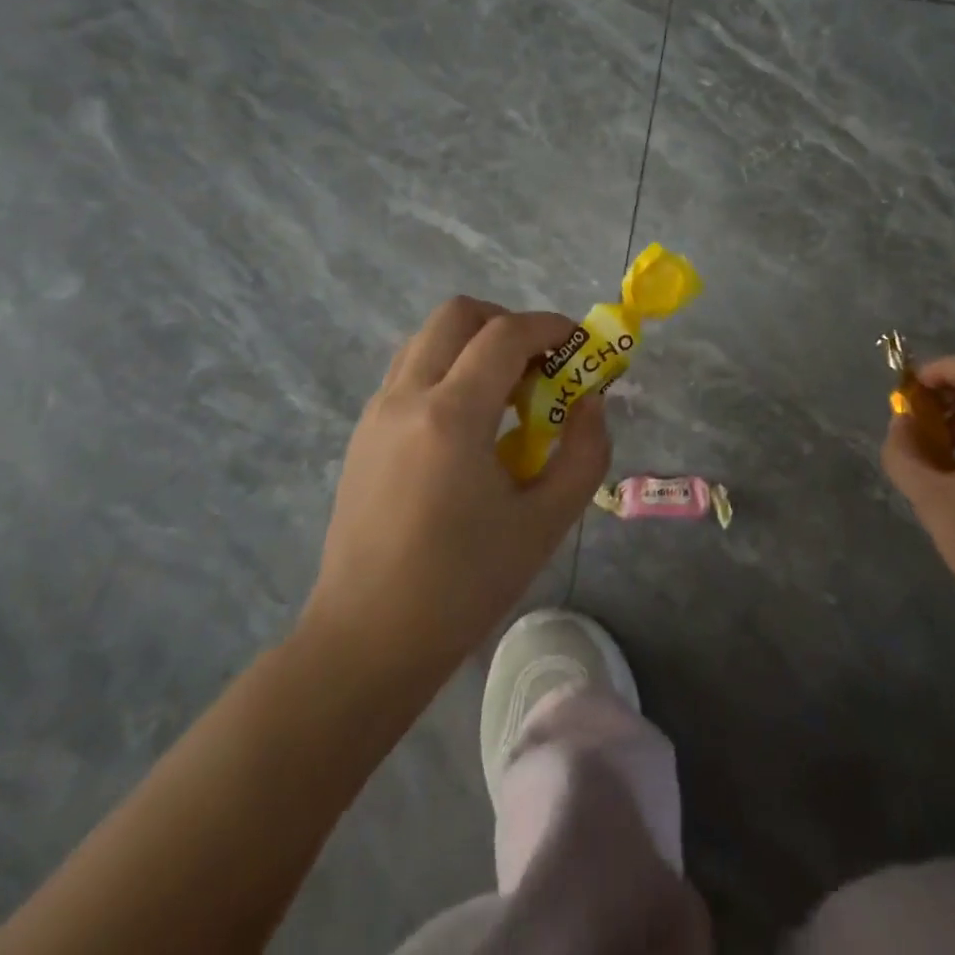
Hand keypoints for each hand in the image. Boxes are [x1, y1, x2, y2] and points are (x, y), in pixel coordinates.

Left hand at [305, 297, 610, 678]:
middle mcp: (406, 397)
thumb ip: (584, 453)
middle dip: (506, 322)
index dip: (550, 327)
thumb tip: (591, 403)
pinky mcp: (363, 432)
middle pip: (456, 314)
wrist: (367, 639)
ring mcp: (376, 411)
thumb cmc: (463, 586)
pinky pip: (410, 371)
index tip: (579, 344)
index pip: (504, 334)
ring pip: (428, 338)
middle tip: (538, 365)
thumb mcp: (545, 523)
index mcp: (451, 416)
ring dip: (473, 344)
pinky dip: (447, 370)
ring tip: (506, 394)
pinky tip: (469, 425)